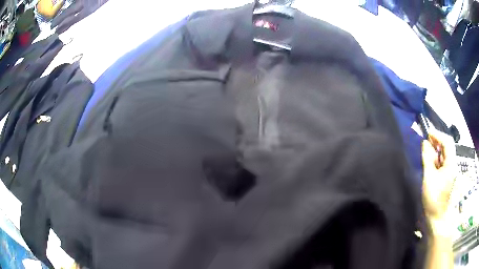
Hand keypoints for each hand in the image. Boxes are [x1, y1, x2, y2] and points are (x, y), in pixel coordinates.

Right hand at [422, 129, 455, 221]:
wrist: (436, 216)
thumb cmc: (433, 198)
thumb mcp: (429, 177)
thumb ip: (427, 159)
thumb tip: (425, 142)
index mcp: (450, 164)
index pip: (447, 142)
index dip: (438, 135)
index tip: (428, 133)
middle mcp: (452, 164)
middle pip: (447, 146)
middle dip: (438, 140)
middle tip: (427, 139)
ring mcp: (450, 170)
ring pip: (445, 153)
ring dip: (437, 148)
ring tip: (427, 148)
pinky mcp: (447, 175)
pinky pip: (443, 161)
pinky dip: (437, 157)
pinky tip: (431, 159)